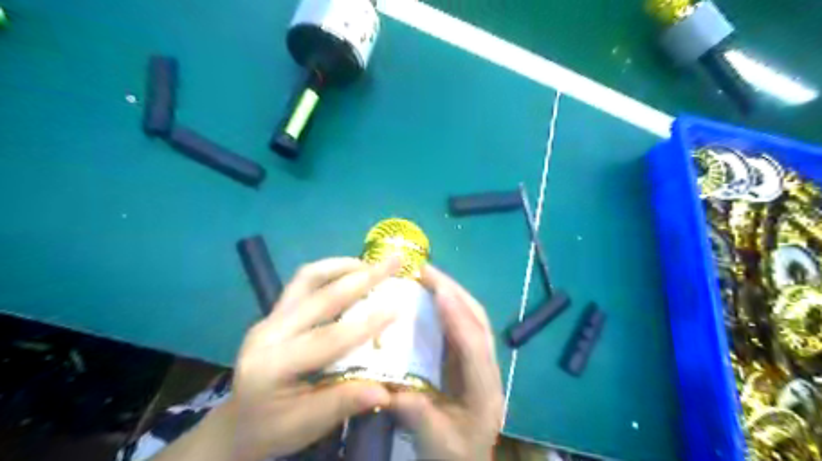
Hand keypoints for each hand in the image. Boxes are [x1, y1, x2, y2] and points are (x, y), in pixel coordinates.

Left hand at [230, 258, 399, 459]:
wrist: (237, 424)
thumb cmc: (272, 430)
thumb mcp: (307, 425)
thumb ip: (344, 403)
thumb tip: (386, 391)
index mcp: (272, 365)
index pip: (327, 339)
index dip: (365, 323)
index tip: (397, 307)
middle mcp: (268, 332)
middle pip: (320, 297)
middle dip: (362, 277)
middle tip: (392, 262)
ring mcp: (269, 318)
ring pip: (307, 278)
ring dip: (343, 267)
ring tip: (372, 265)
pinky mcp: (274, 313)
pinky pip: (303, 282)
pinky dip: (330, 272)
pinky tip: (350, 274)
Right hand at [389, 264, 499, 459]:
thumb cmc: (453, 455)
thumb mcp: (433, 441)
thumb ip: (415, 413)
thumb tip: (387, 384)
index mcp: (484, 392)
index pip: (474, 348)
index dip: (458, 317)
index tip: (439, 290)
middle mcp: (489, 370)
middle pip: (479, 322)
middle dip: (455, 292)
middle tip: (426, 271)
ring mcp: (482, 361)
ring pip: (474, 319)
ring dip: (453, 294)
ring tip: (428, 277)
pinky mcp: (471, 358)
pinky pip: (464, 324)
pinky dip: (450, 306)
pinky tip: (432, 297)